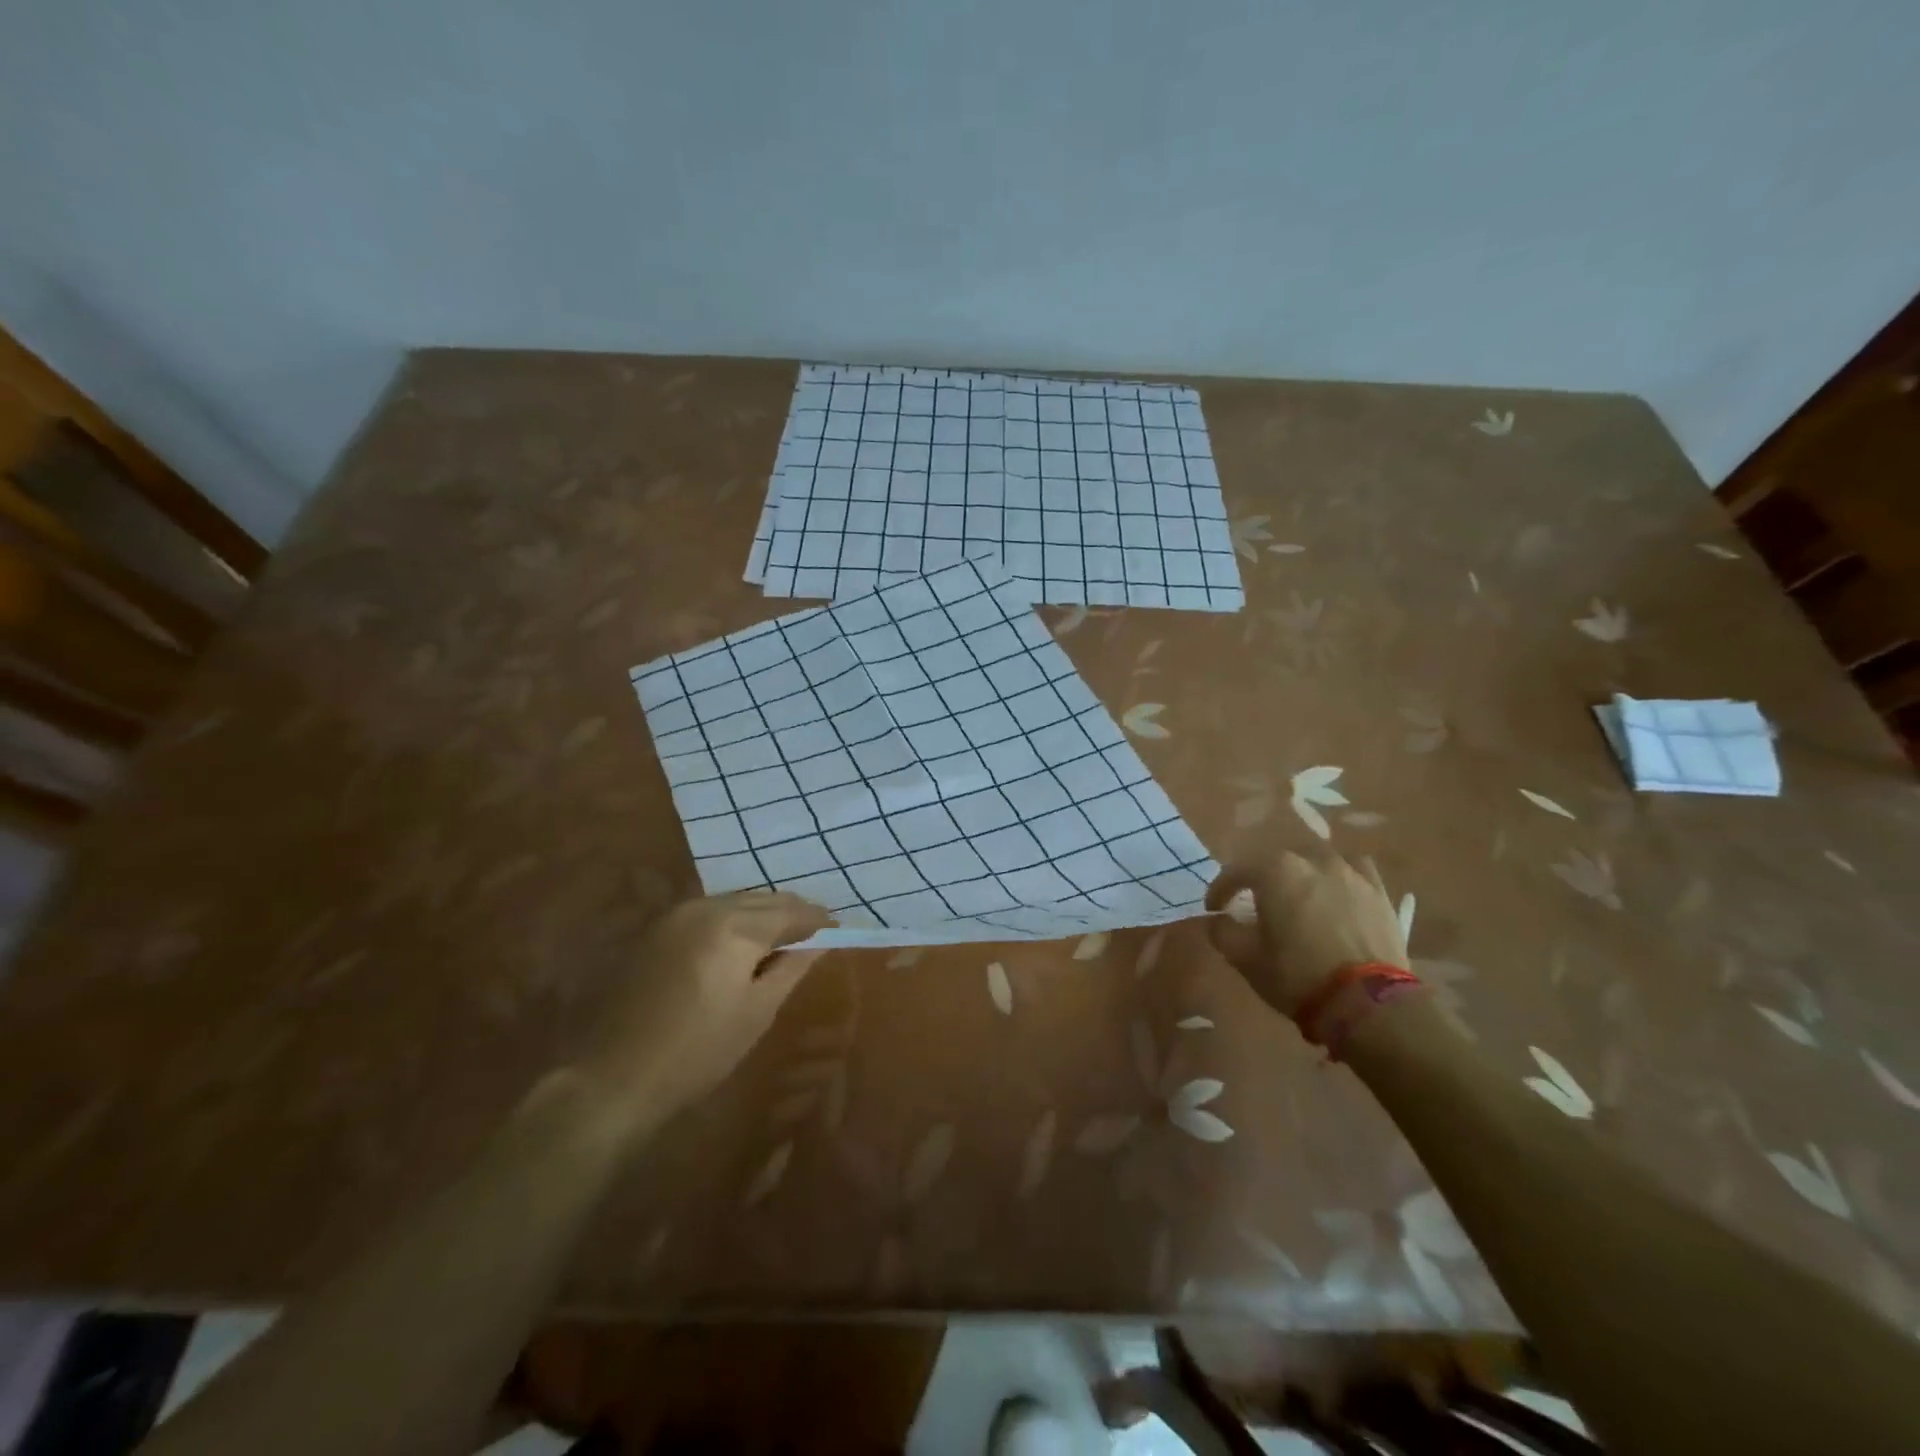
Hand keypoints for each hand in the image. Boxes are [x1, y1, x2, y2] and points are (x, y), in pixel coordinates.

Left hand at [580, 890, 831, 1129]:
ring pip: (734, 902)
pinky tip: (742, 942)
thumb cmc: (696, 1052)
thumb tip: (820, 941)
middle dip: (792, 912)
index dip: (818, 920)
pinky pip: (709, 912)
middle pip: (762, 899)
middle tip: (816, 932)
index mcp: (733, 926)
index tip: (838, 929)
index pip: (790, 910)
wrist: (611, 1078)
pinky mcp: (656, 930)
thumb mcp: (756, 1013)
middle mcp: (704, 907)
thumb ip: (791, 967)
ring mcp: (675, 916)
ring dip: (762, 914)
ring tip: (783, 937)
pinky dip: (734, 920)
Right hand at [1204, 852, 1406, 1019]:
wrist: (1369, 1003)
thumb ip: (1221, 931)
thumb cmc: (1297, 975)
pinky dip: (1341, 878)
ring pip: (1316, 861)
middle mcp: (1311, 860)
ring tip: (1298, 897)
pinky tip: (1338, 893)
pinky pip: (1355, 871)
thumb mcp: (1245, 958)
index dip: (1220, 890)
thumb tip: (1216, 919)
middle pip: (1276, 862)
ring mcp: (1350, 872)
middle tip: (1255, 904)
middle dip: (1261, 880)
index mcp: (1274, 870)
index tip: (1215, 909)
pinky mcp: (1379, 892)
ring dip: (1301, 875)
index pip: (1236, 871)